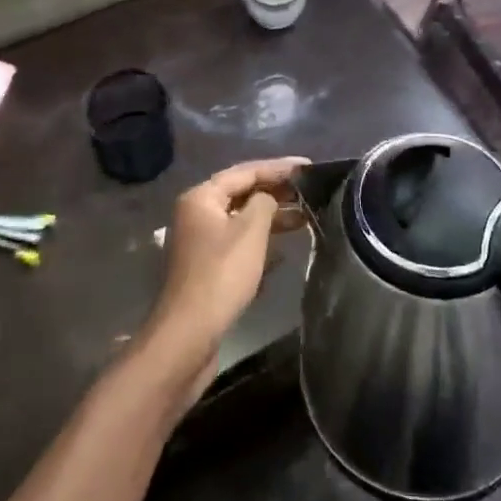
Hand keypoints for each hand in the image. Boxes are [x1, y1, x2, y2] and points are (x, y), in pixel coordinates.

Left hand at [142, 158, 306, 385]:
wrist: (189, 334)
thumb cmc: (222, 275)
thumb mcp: (250, 231)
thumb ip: (265, 203)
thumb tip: (269, 199)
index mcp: (201, 197)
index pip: (245, 171)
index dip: (279, 167)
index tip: (309, 166)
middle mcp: (197, 213)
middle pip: (241, 193)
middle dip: (276, 191)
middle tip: (310, 191)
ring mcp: (200, 241)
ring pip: (241, 219)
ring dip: (271, 217)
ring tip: (305, 217)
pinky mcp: (207, 267)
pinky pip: (238, 242)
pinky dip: (261, 240)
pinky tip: (284, 249)